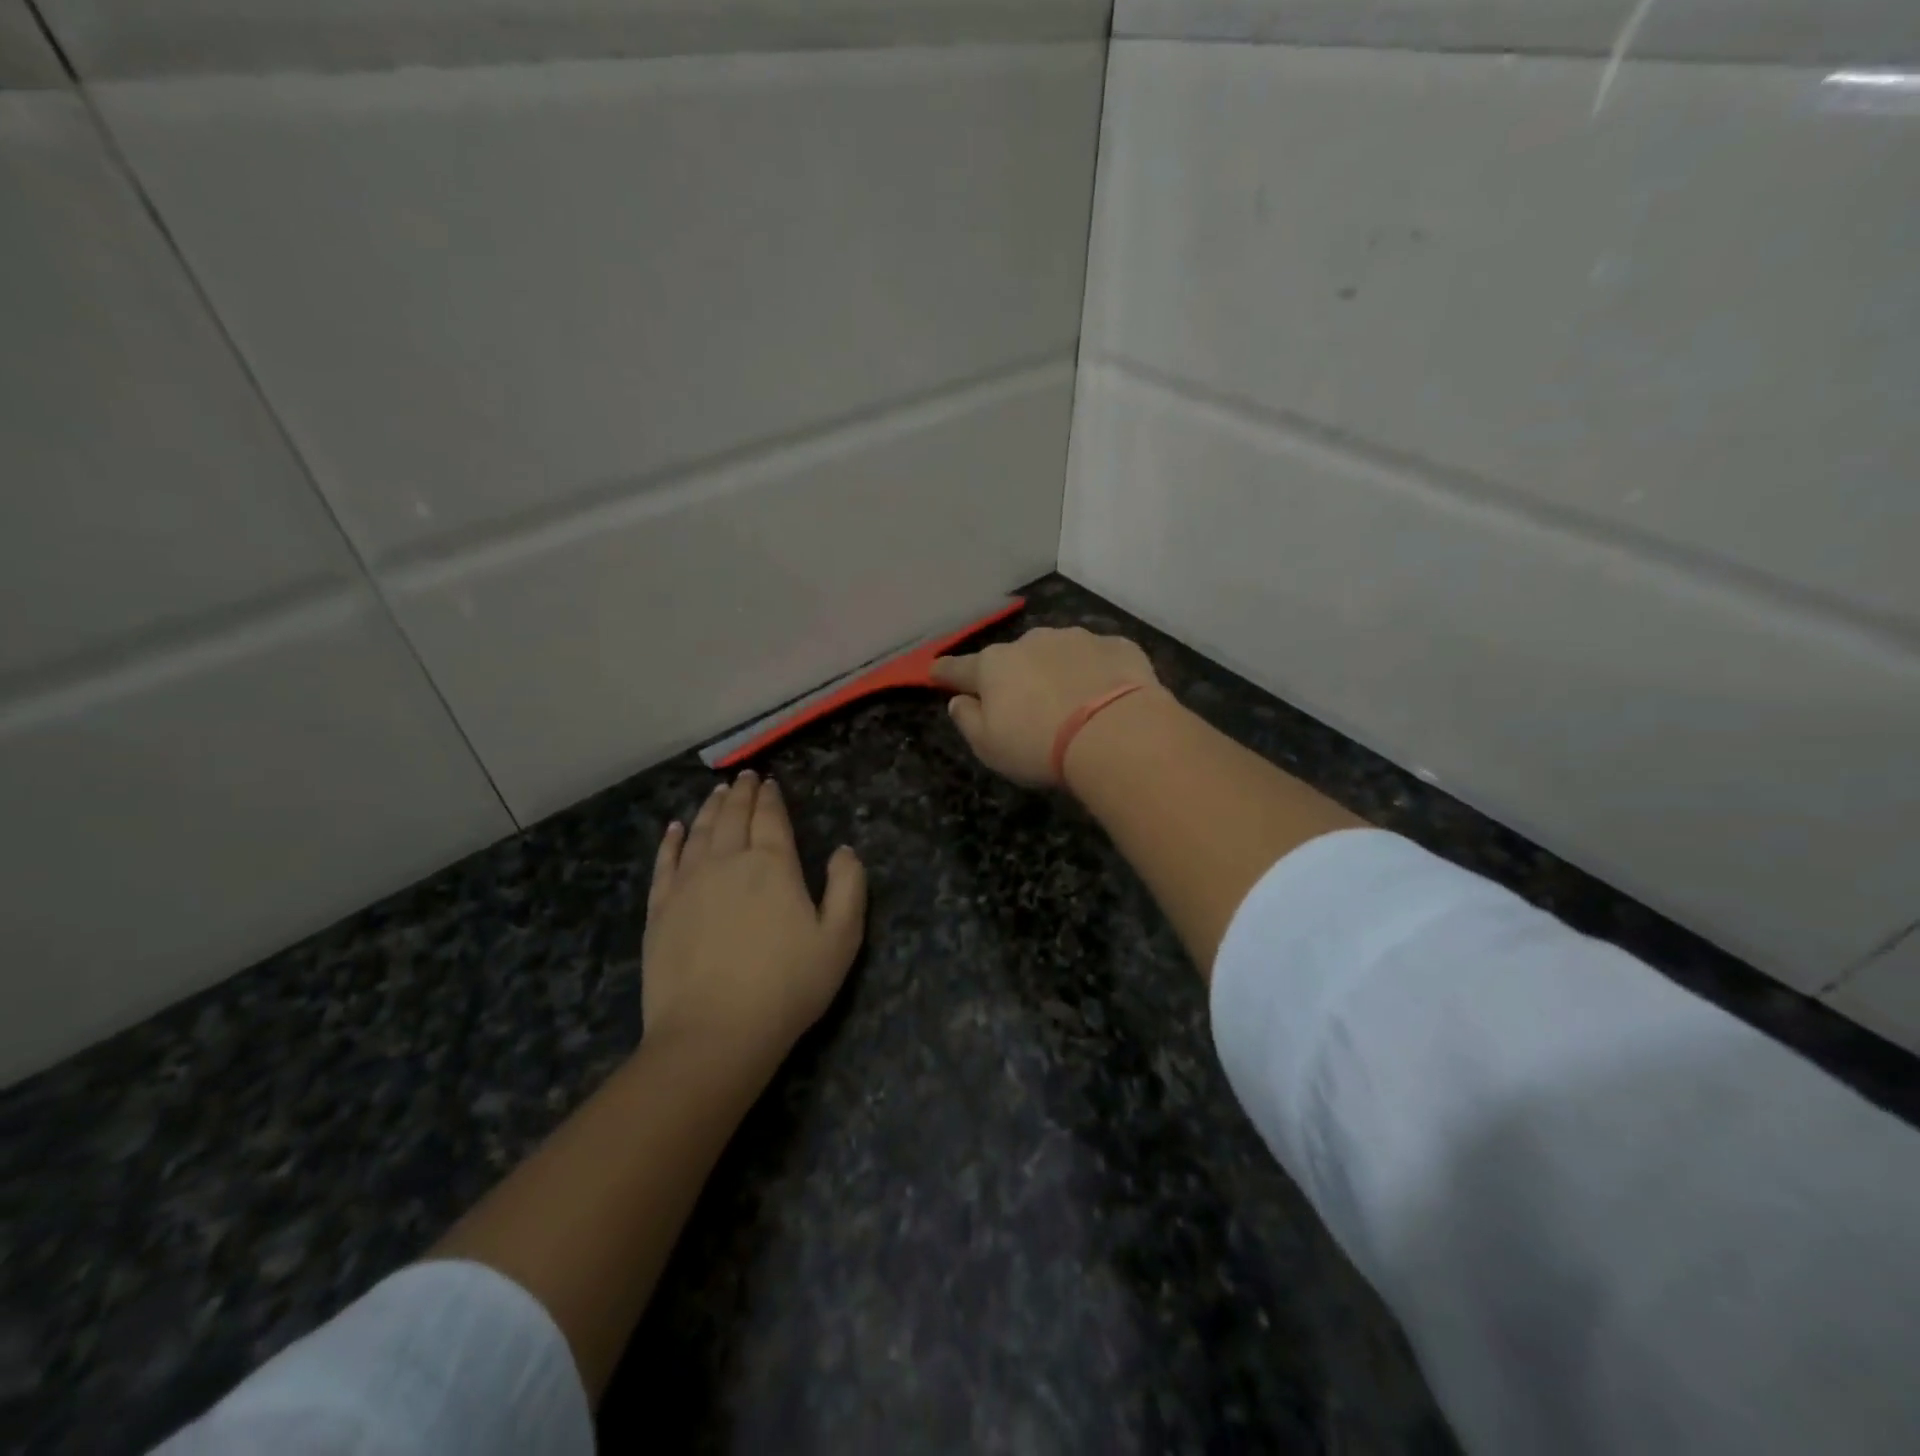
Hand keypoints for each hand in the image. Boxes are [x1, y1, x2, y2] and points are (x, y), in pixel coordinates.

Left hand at [641, 771, 866, 1068]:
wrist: (714, 1032)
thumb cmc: (787, 986)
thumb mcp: (840, 939)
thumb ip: (849, 887)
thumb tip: (844, 850)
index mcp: (773, 865)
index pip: (771, 818)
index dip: (771, 798)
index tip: (770, 782)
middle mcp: (728, 861)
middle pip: (733, 816)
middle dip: (741, 794)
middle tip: (745, 778)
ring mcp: (688, 883)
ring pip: (699, 832)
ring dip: (709, 808)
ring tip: (717, 791)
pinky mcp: (660, 908)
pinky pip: (664, 862)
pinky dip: (670, 840)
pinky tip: (674, 828)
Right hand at [931, 626, 1160, 787]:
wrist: (1116, 733)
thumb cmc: (1039, 745)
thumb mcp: (988, 746)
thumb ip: (967, 720)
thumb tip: (959, 700)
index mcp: (994, 666)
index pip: (959, 668)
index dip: (945, 672)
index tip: (935, 672)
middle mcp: (1031, 642)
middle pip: (1013, 659)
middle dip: (1014, 676)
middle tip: (1025, 707)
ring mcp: (1076, 638)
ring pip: (1057, 653)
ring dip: (1056, 671)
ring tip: (1072, 703)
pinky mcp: (1116, 646)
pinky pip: (1097, 659)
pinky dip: (1096, 673)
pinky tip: (1106, 697)